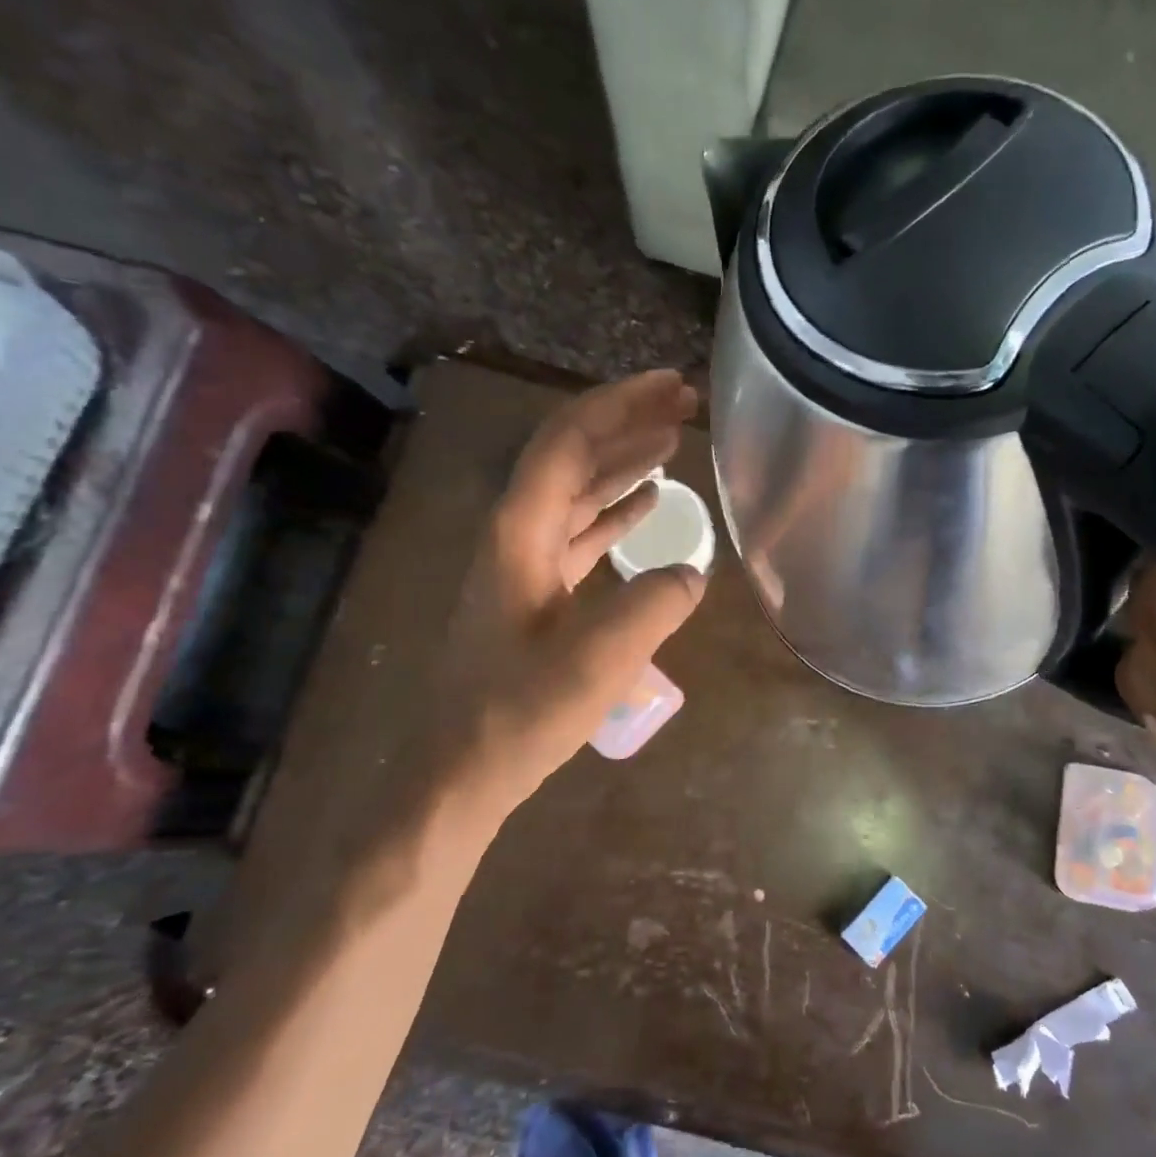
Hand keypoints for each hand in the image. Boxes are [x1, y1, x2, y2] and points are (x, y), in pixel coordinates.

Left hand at [438, 369, 707, 818]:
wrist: (463, 770)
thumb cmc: (521, 712)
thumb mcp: (599, 660)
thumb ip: (655, 605)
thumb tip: (692, 571)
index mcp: (522, 531)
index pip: (569, 441)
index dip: (620, 405)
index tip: (671, 386)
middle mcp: (519, 532)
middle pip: (573, 454)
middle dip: (627, 420)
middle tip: (683, 401)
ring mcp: (526, 561)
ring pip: (579, 491)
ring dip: (625, 461)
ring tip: (674, 441)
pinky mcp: (539, 591)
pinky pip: (582, 531)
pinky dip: (617, 509)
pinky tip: (649, 503)